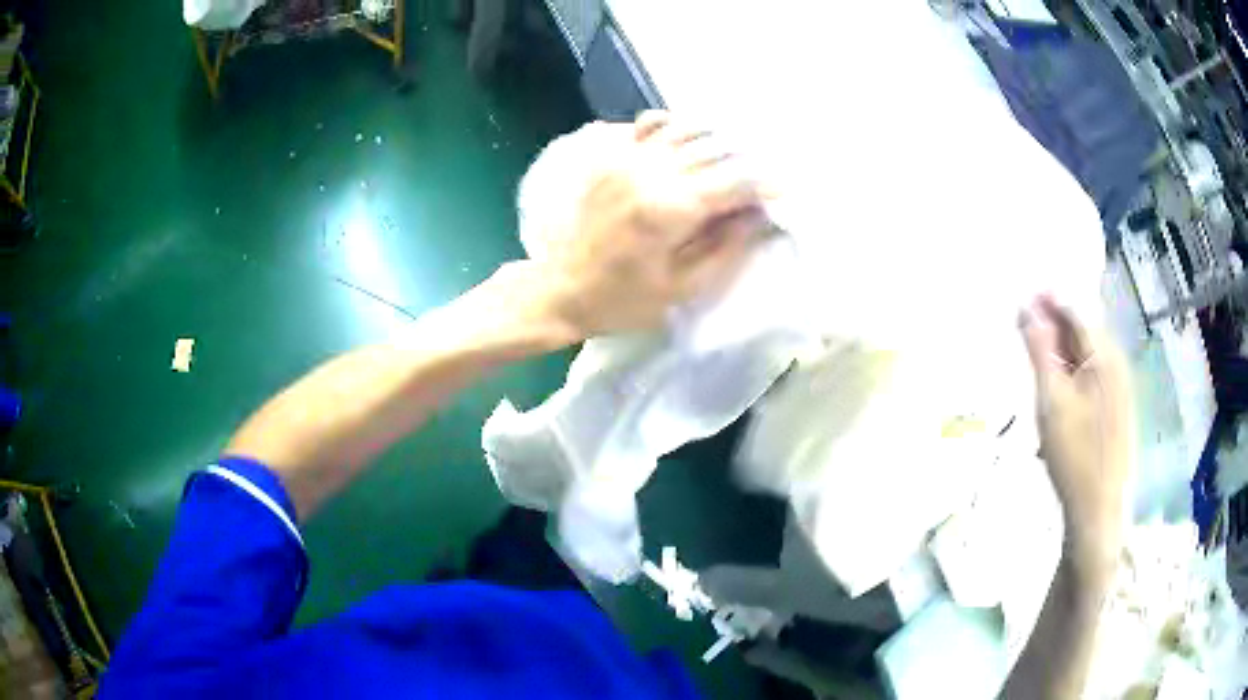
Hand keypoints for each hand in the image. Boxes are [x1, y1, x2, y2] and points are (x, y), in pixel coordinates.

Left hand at [530, 111, 767, 338]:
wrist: (560, 289)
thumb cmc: (623, 300)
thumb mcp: (683, 287)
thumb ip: (726, 248)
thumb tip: (757, 214)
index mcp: (669, 209)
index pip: (733, 181)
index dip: (764, 183)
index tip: (785, 189)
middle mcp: (649, 172)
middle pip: (713, 149)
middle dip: (746, 159)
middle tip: (762, 175)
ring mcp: (626, 159)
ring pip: (685, 129)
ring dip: (717, 138)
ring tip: (734, 156)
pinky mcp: (611, 157)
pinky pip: (650, 125)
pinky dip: (676, 126)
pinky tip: (689, 141)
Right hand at [1021, 297, 1132, 568]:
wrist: (1097, 509)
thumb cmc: (1073, 453)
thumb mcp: (1051, 399)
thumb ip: (1039, 349)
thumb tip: (1025, 307)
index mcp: (1104, 355)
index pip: (1075, 311)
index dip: (1048, 300)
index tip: (1022, 295)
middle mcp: (1117, 363)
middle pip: (1084, 330)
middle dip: (1055, 322)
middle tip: (1025, 323)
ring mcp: (1120, 387)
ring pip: (1088, 354)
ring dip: (1063, 347)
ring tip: (1038, 352)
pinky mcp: (1117, 409)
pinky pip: (1093, 375)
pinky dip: (1073, 369)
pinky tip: (1059, 385)